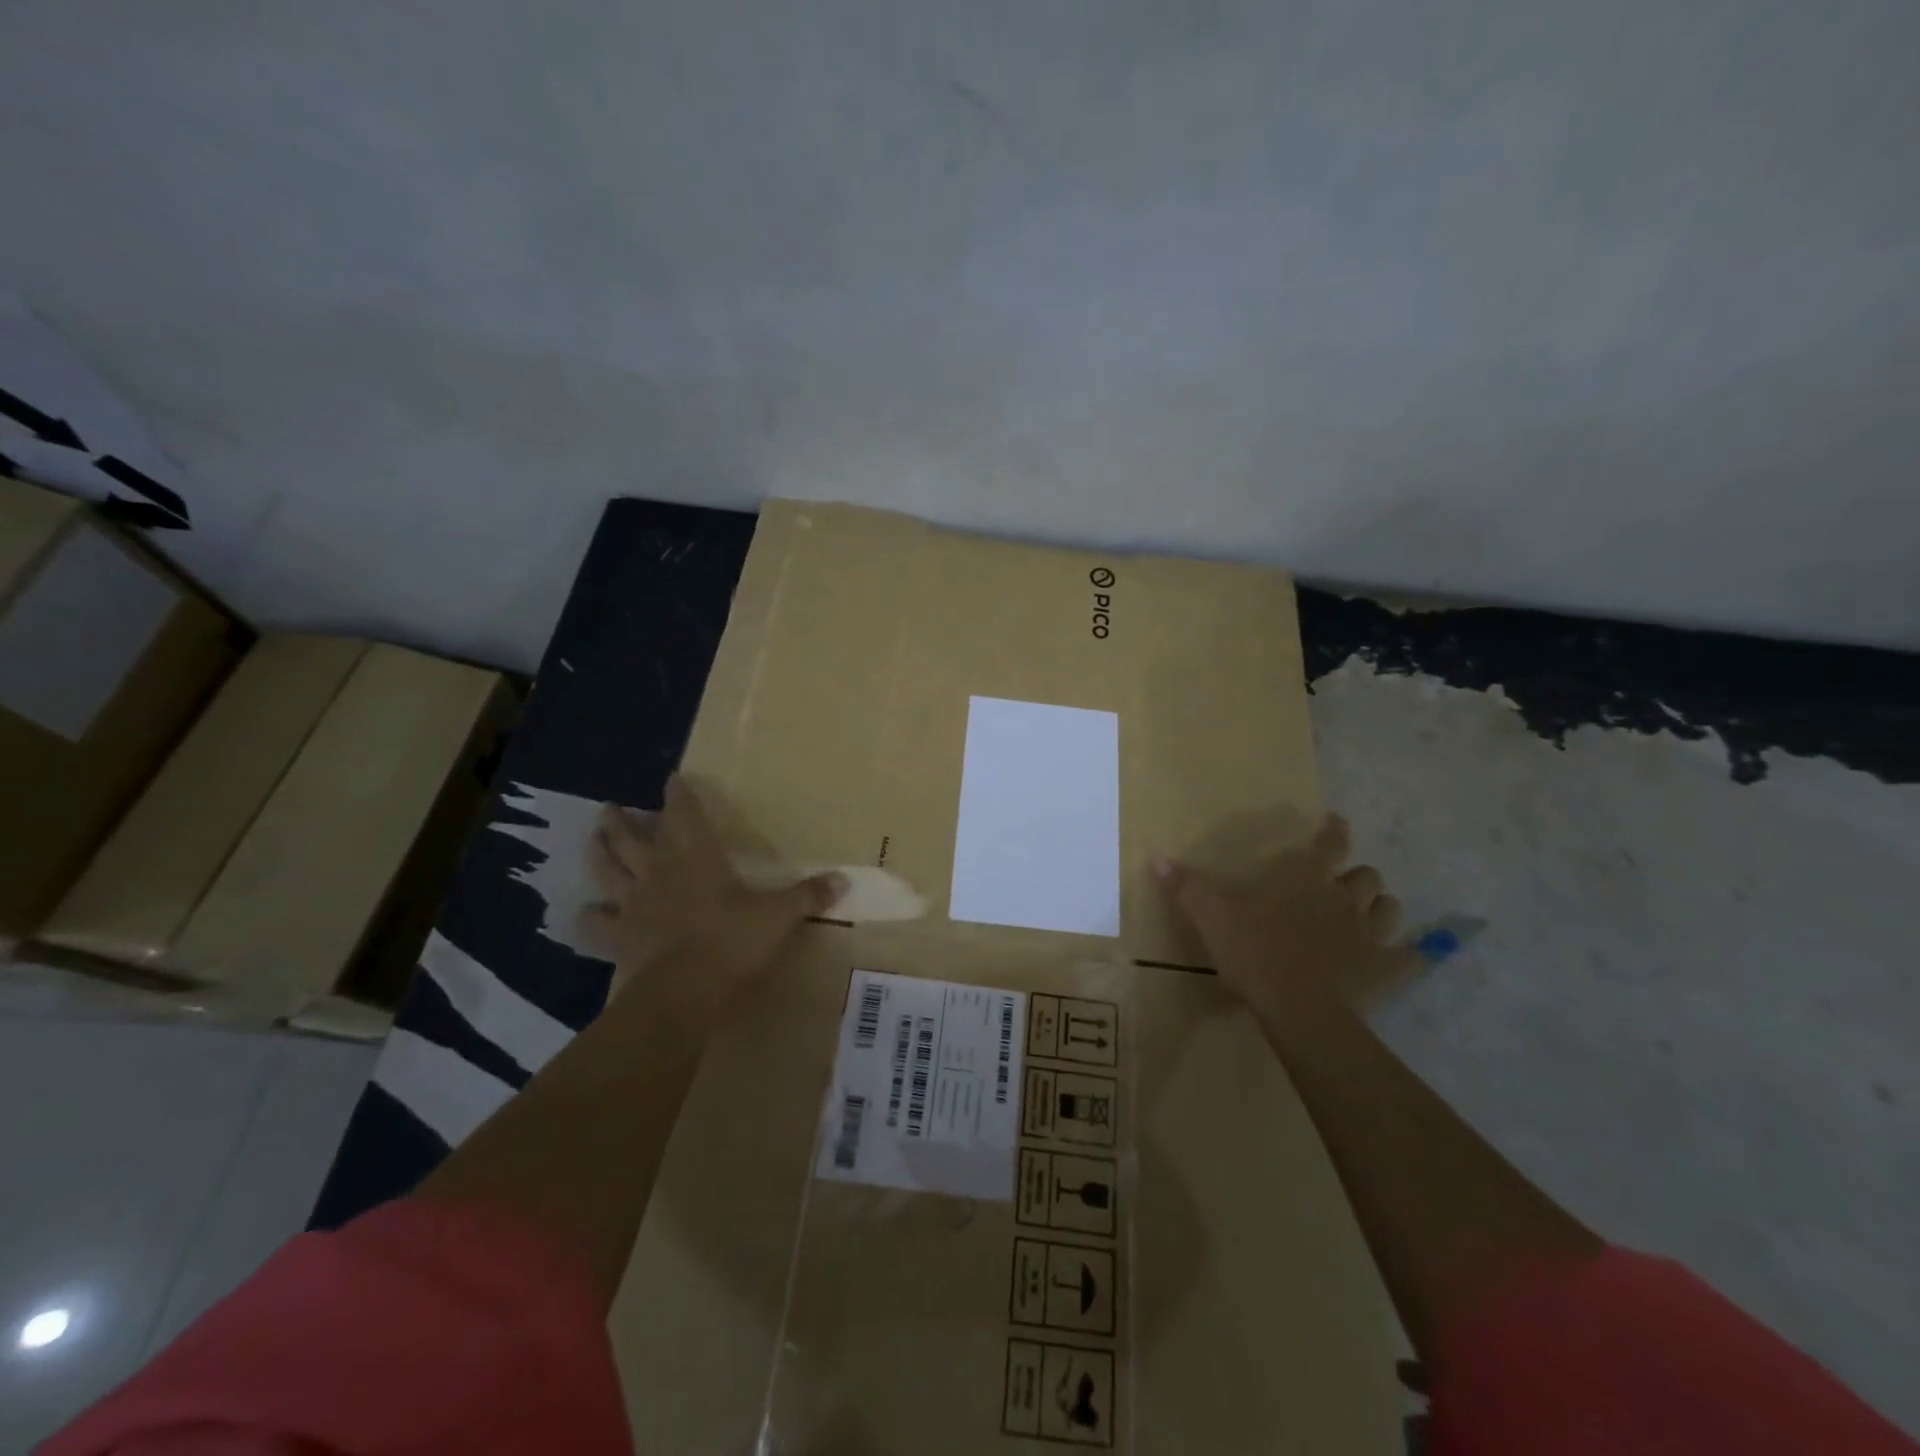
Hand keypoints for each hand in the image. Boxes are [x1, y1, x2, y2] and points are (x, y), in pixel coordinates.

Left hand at [583, 775, 843, 1028]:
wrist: (682, 992)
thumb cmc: (732, 942)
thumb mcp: (779, 916)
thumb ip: (808, 896)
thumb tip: (844, 879)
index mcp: (697, 857)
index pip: (685, 814)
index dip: (679, 795)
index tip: (671, 778)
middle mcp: (660, 872)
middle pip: (632, 838)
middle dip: (622, 820)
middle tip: (610, 807)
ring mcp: (633, 903)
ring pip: (608, 869)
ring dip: (599, 852)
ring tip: (592, 837)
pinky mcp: (617, 936)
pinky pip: (595, 922)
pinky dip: (589, 915)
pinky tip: (586, 912)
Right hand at [1155, 813, 1418, 1024]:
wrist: (1300, 1010)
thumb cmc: (1254, 953)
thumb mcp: (1211, 917)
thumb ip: (1187, 887)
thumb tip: (1158, 858)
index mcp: (1305, 877)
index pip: (1330, 842)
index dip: (1334, 830)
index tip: (1337, 822)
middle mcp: (1344, 897)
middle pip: (1365, 876)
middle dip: (1356, 876)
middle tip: (1340, 885)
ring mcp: (1370, 933)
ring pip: (1389, 908)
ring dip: (1380, 908)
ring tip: (1367, 916)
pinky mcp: (1387, 969)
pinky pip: (1411, 957)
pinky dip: (1408, 956)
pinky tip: (1402, 960)